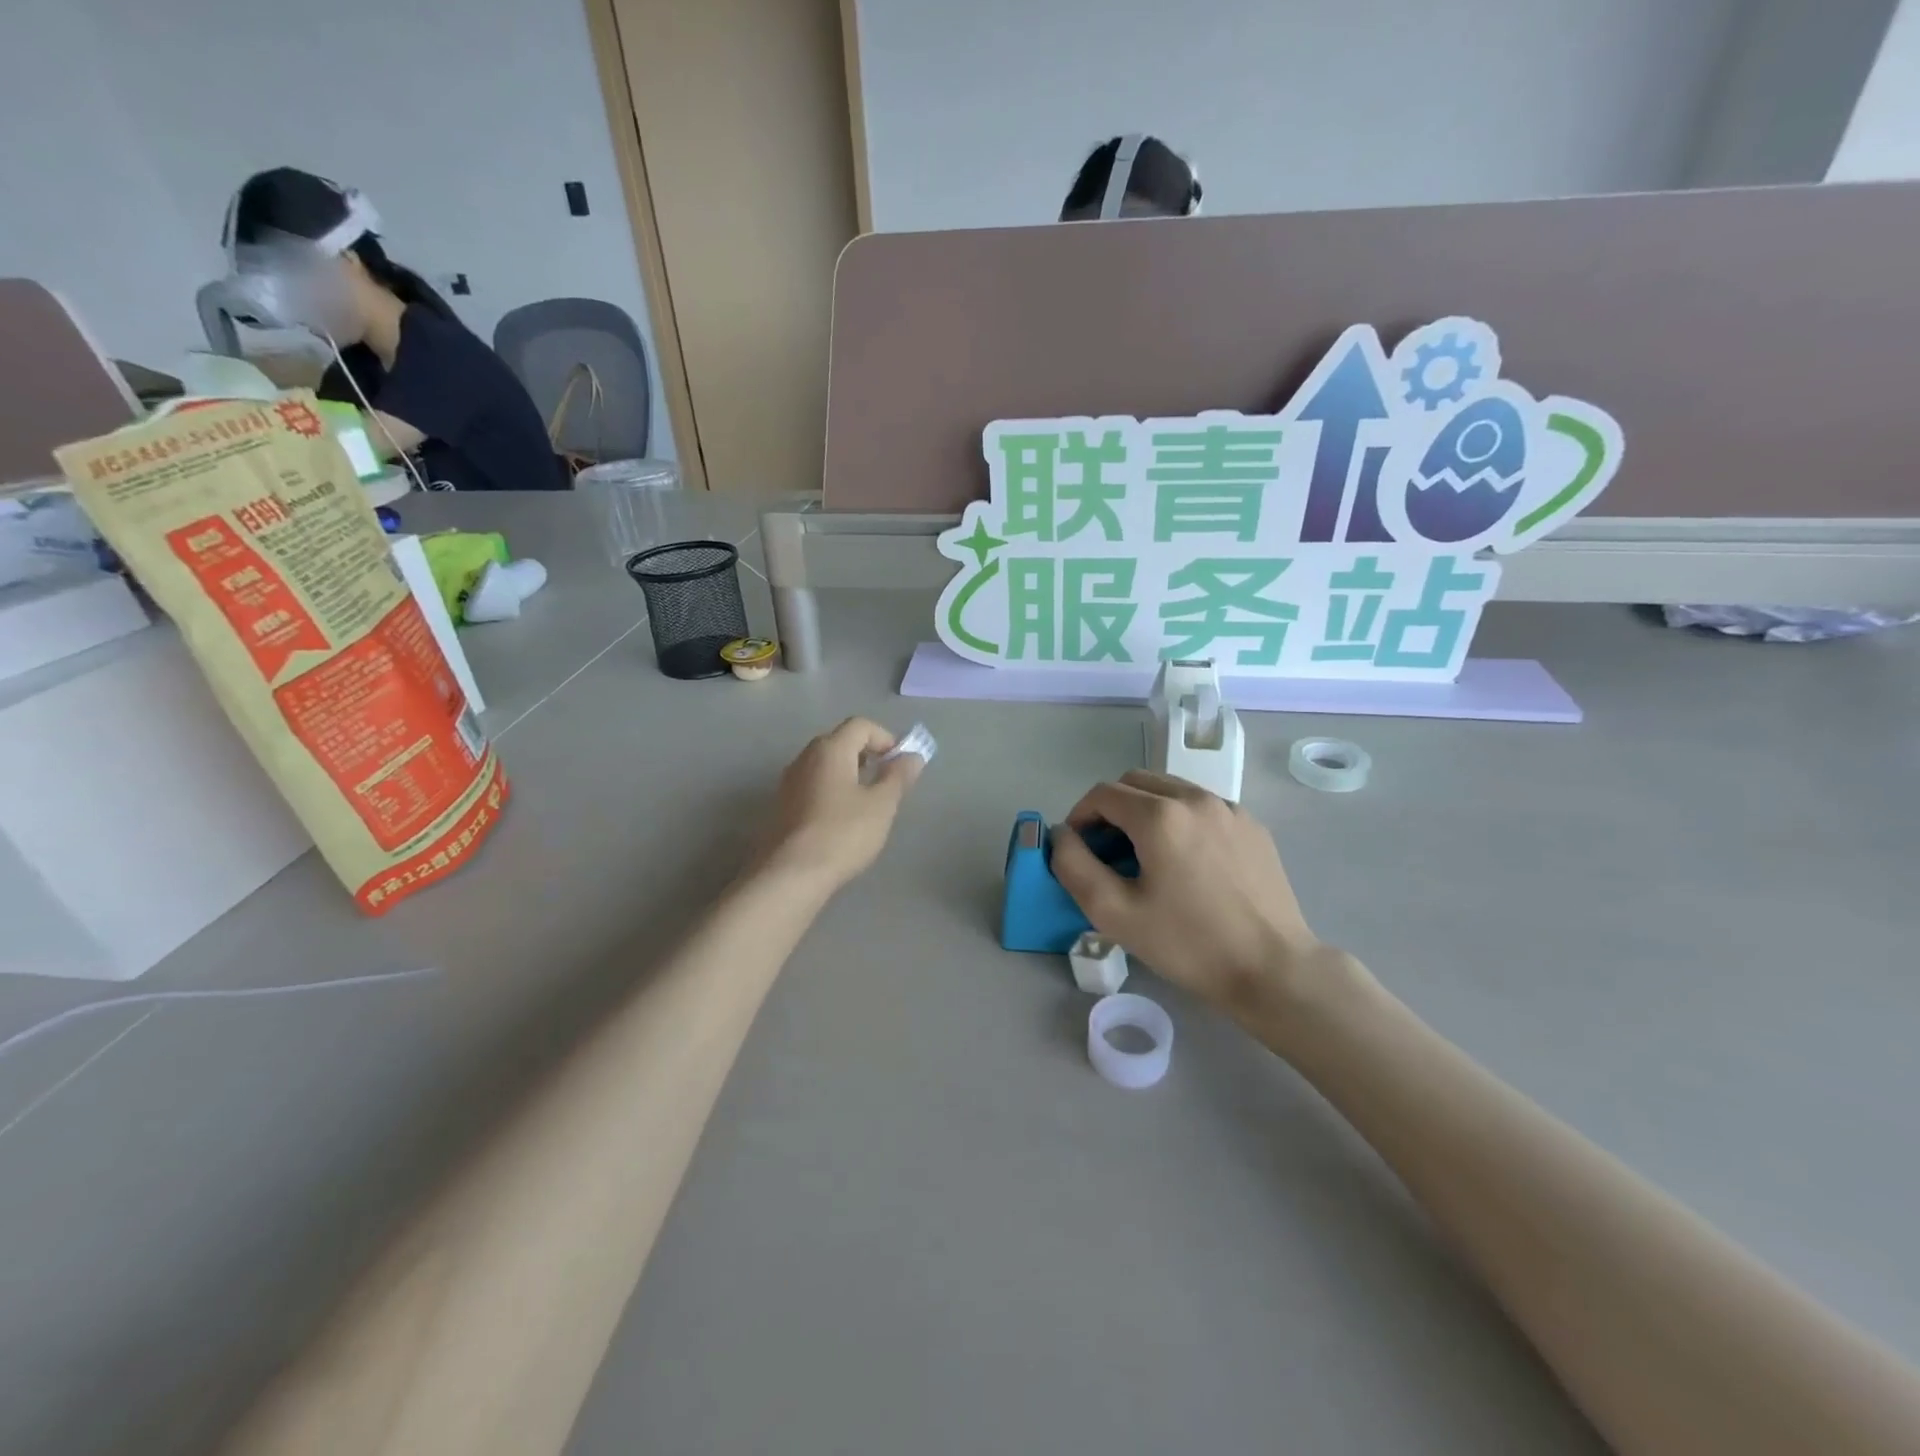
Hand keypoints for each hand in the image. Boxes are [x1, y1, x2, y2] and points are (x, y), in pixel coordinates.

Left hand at [757, 718, 923, 893]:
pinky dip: (833, 790)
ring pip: (825, 764)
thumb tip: (913, 756)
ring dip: (850, 774)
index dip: (886, 738)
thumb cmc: (843, 833)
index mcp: (830, 749)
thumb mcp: (881, 805)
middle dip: (868, 755)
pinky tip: (843, 819)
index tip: (900, 764)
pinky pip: (814, 784)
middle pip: (840, 741)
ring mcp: (790, 781)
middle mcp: (805, 757)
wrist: (791, 874)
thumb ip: (898, 776)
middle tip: (887, 782)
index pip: (861, 725)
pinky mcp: (783, 805)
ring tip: (868, 803)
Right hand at [1050, 771, 1346, 1024]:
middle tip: (1107, 851)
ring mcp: (1229, 809)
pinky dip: (1179, 819)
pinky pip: (1201, 806)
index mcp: (1160, 816)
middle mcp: (1195, 798)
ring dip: (1144, 810)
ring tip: (1145, 855)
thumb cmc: (1188, 944)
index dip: (1080, 816)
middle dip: (1110, 808)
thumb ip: (1074, 866)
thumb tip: (1062, 835)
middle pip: (1135, 782)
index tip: (1078, 849)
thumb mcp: (1114, 913)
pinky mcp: (1251, 825)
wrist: (1273, 970)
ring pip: (1170, 789)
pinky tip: (1185, 861)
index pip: (1102, 794)